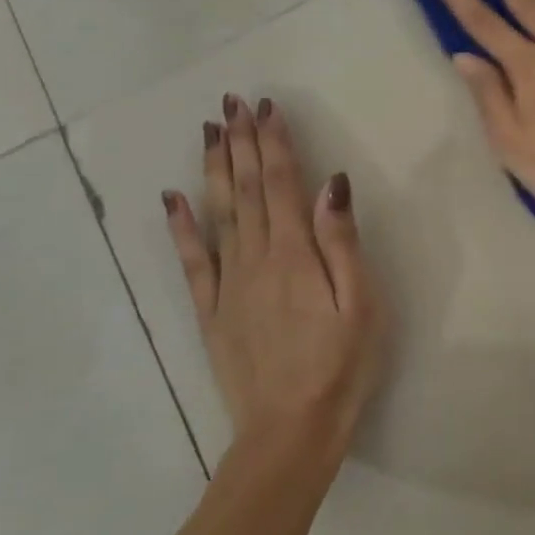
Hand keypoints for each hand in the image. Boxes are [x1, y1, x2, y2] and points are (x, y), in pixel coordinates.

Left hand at [162, 97, 383, 464]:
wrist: (290, 432)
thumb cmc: (342, 365)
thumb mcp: (362, 304)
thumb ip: (342, 243)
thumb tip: (332, 185)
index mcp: (295, 255)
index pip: (281, 185)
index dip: (274, 143)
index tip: (267, 108)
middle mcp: (256, 259)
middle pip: (246, 190)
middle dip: (242, 143)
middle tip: (233, 103)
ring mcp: (228, 285)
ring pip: (217, 214)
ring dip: (214, 169)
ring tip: (210, 131)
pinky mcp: (212, 312)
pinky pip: (192, 261)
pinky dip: (180, 226)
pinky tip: (172, 199)